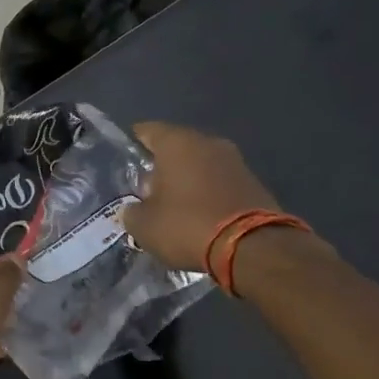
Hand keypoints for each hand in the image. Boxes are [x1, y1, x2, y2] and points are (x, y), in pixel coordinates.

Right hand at [121, 122, 281, 271]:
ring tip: (173, 206)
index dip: (132, 145)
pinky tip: (199, 215)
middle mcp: (208, 142)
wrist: (253, 248)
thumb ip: (132, 212)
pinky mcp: (254, 182)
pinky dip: (208, 193)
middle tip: (146, 191)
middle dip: (160, 167)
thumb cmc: (188, 225)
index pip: (146, 131)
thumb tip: (133, 210)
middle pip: (175, 147)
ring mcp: (235, 160)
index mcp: (177, 142)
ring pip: (200, 164)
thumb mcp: (144, 226)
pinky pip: (220, 182)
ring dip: (186, 180)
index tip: (124, 163)